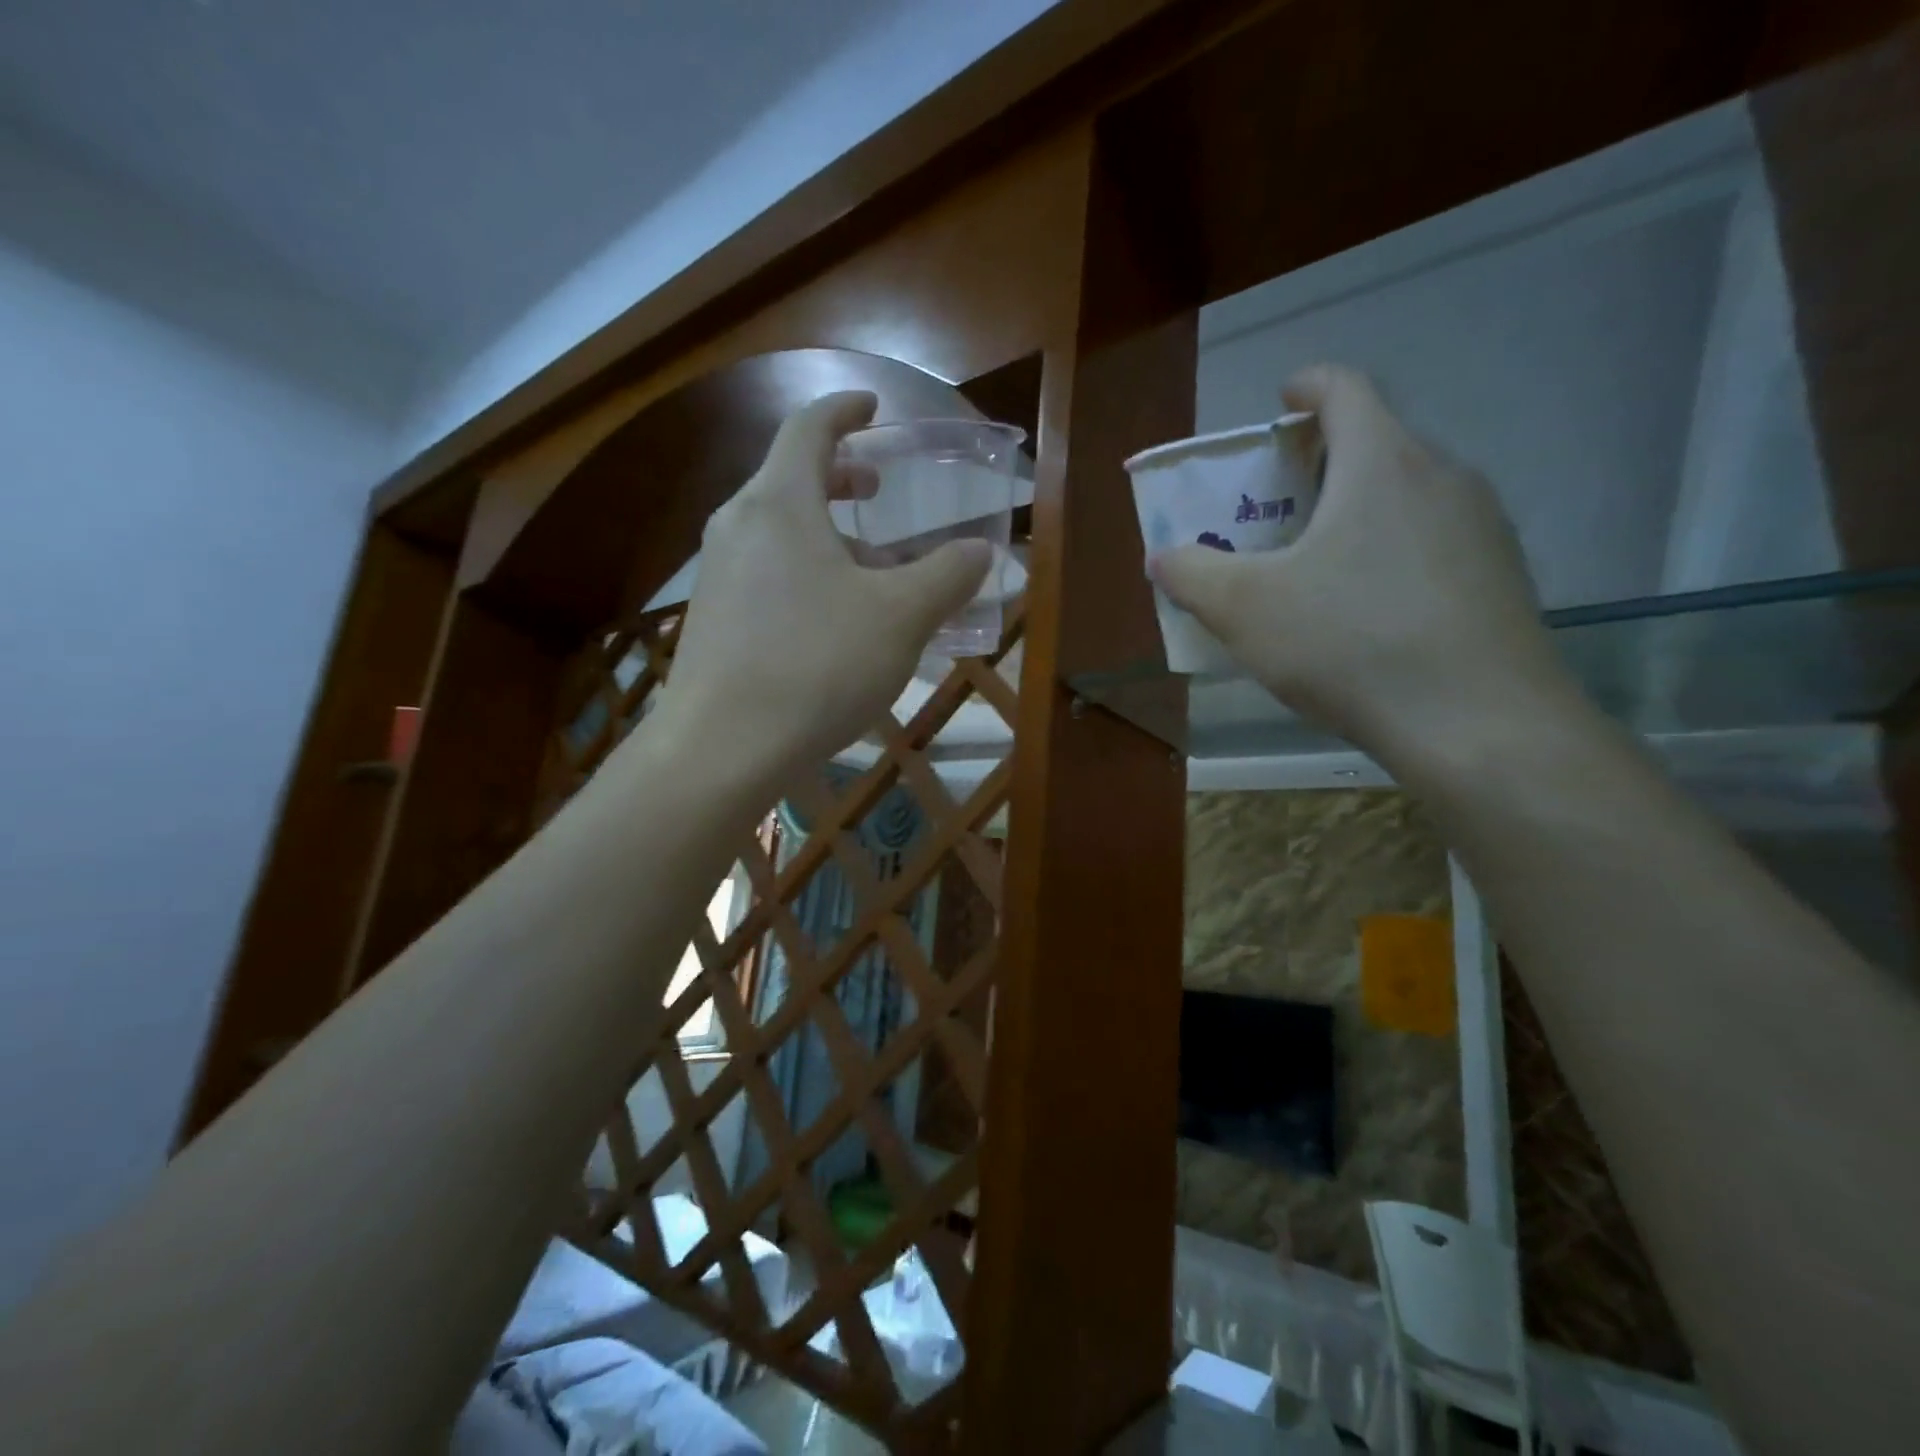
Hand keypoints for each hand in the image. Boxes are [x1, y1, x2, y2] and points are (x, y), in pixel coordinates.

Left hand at [651, 391, 990, 787]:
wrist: (723, 747)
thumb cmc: (817, 665)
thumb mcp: (901, 618)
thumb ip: (946, 576)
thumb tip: (980, 551)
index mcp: (780, 502)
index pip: (809, 428)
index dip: (844, 410)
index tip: (871, 407)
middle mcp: (739, 525)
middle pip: (789, 478)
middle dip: (838, 477)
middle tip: (876, 490)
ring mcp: (717, 573)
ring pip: (778, 531)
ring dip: (825, 534)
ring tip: (870, 570)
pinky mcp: (712, 618)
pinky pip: (764, 572)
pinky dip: (803, 571)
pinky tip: (831, 620)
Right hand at [1150, 365, 1573, 763]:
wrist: (1478, 724)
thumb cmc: (1350, 643)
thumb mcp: (1244, 609)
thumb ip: (1192, 575)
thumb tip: (1163, 558)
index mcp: (1380, 462)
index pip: (1344, 388)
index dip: (1306, 386)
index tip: (1281, 403)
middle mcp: (1442, 476)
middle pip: (1374, 443)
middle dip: (1319, 464)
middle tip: (1276, 510)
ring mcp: (1482, 526)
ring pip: (1405, 496)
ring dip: (1355, 512)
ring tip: (1316, 568)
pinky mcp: (1501, 575)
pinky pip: (1432, 542)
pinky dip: (1390, 553)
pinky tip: (1366, 615)